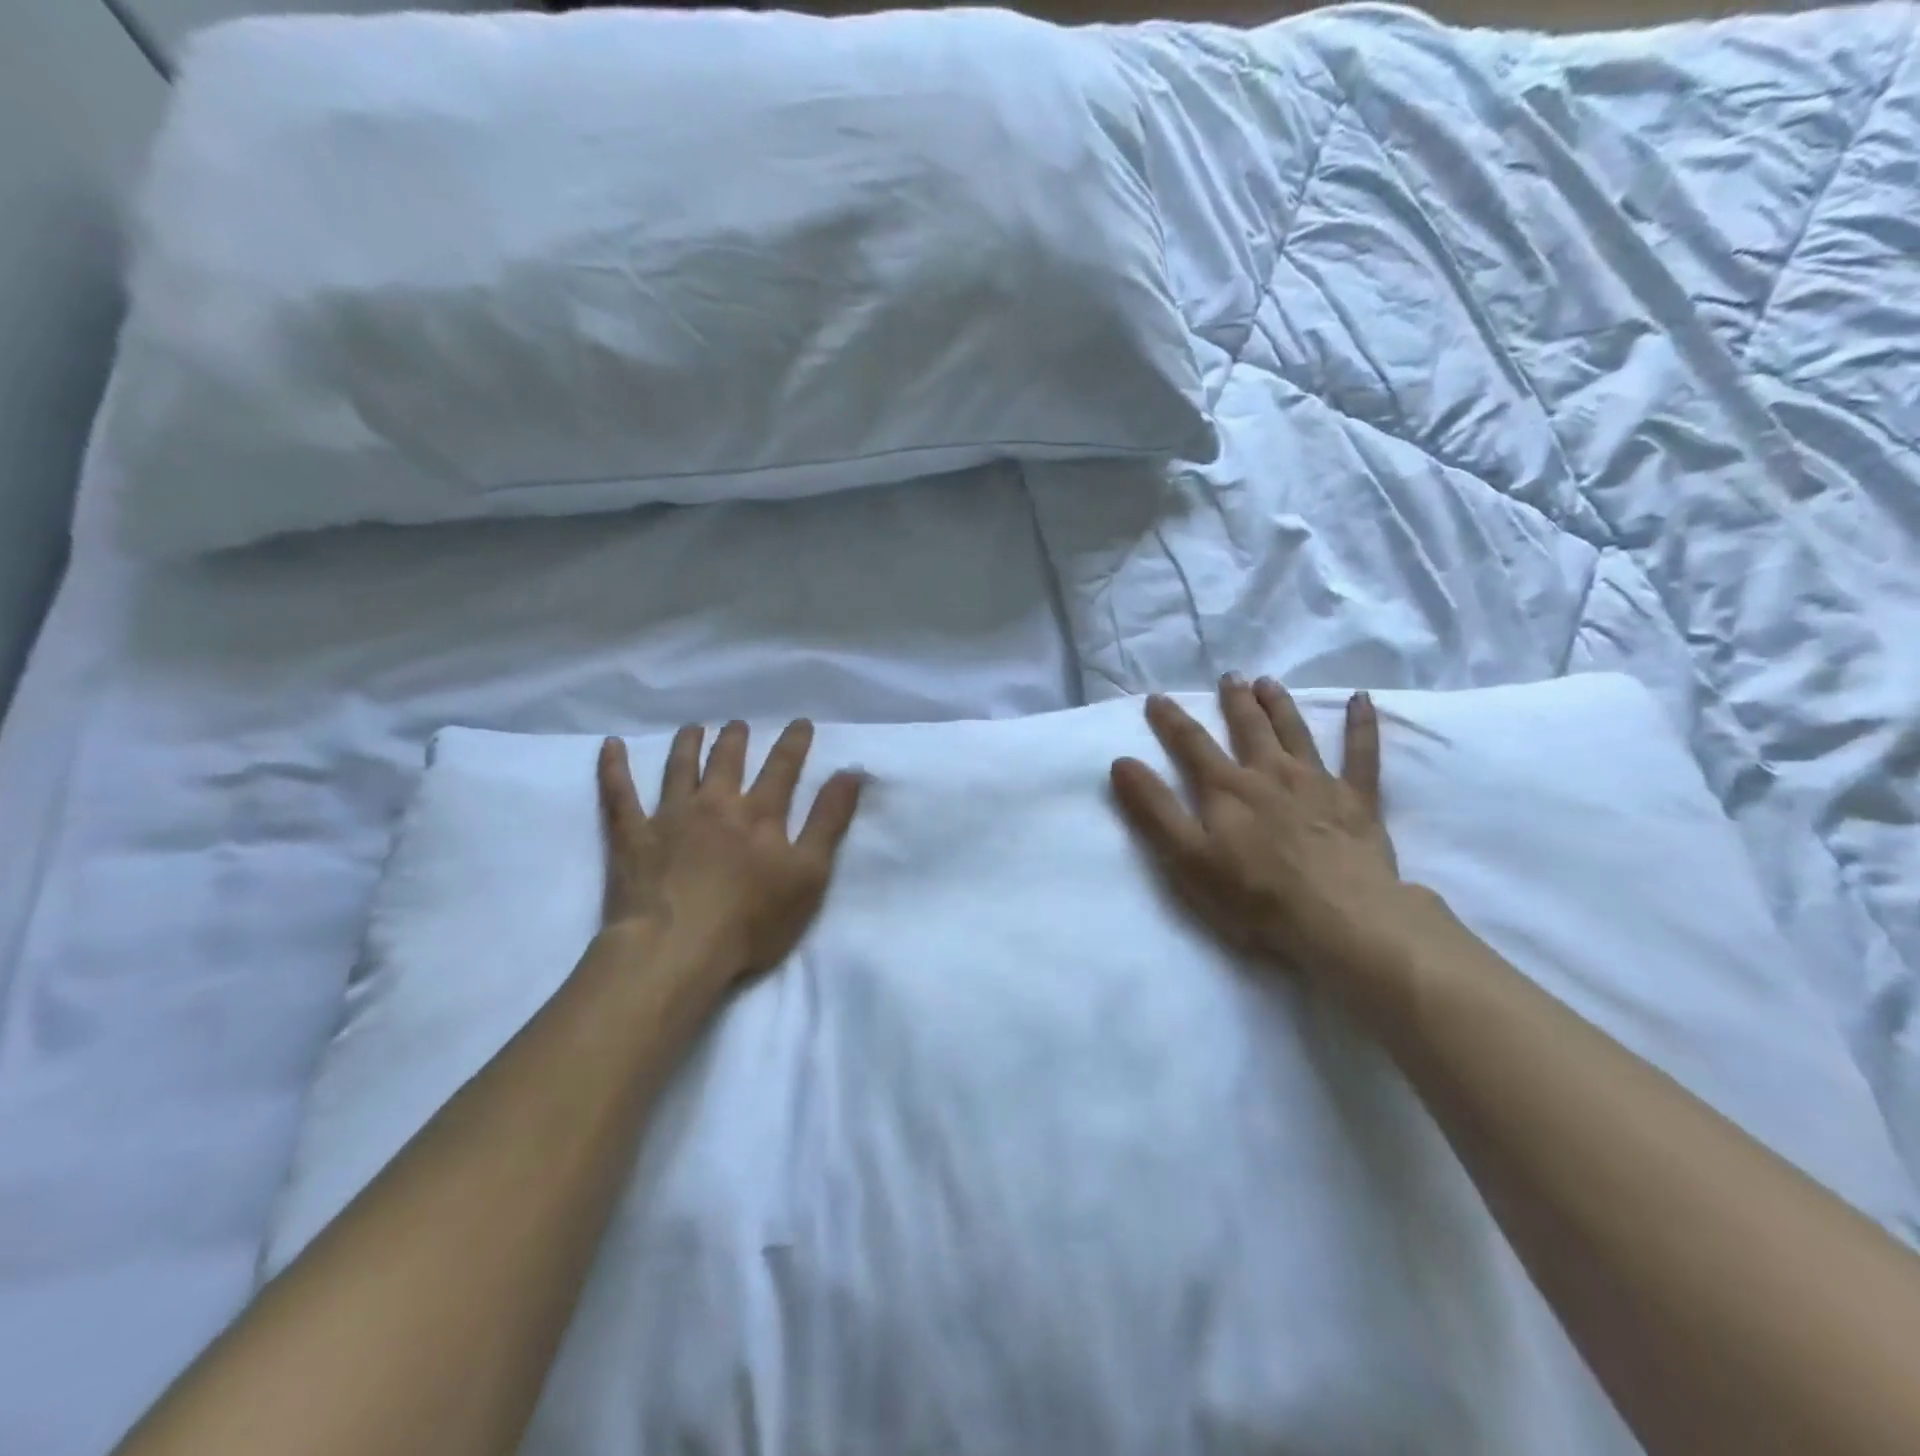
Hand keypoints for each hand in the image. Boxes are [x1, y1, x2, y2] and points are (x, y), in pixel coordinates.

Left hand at [597, 720, 863, 994]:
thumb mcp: (809, 874)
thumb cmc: (752, 919)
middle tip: (738, 724)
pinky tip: (610, 746)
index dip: (793, 743)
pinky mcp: (632, 836)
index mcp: (759, 814)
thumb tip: (850, 771)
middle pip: (727, 761)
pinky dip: (614, 767)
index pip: (782, 768)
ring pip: (679, 768)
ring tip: (693, 728)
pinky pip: (619, 794)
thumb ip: (829, 821)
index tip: (800, 723)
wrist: (677, 949)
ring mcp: (670, 817)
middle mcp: (715, 804)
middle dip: (736, 739)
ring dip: (688, 745)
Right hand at [1110, 676, 1417, 1003]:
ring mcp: (1317, 782)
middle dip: (1235, 701)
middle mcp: (1270, 773)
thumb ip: (1154, 808)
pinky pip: (1362, 753)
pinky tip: (1361, 699)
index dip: (1171, 720)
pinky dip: (1362, 725)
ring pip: (1295, 731)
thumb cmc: (1254, 895)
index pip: (1191, 744)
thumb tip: (1122, 762)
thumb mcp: (1187, 857)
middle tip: (1229, 676)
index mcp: (1227, 788)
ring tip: (1269, 682)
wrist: (1340, 918)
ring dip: (1280, 704)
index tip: (1157, 698)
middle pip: (1248, 728)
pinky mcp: (1358, 800)